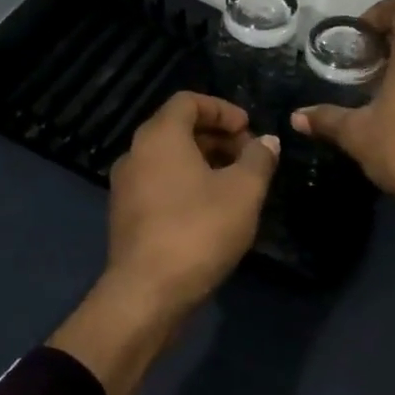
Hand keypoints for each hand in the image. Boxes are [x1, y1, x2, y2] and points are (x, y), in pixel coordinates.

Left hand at [105, 92, 279, 315]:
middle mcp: (136, 154)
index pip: (188, 100)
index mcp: (159, 137)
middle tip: (250, 157)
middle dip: (217, 137)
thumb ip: (259, 159)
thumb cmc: (198, 230)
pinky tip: (213, 210)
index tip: (249, 129)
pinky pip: (160, 184)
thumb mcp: (244, 191)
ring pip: (169, 159)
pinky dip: (187, 184)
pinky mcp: (126, 216)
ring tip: (237, 184)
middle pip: (178, 128)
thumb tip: (268, 142)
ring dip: (204, 162)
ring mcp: (126, 187)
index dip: (223, 109)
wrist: (148, 293)